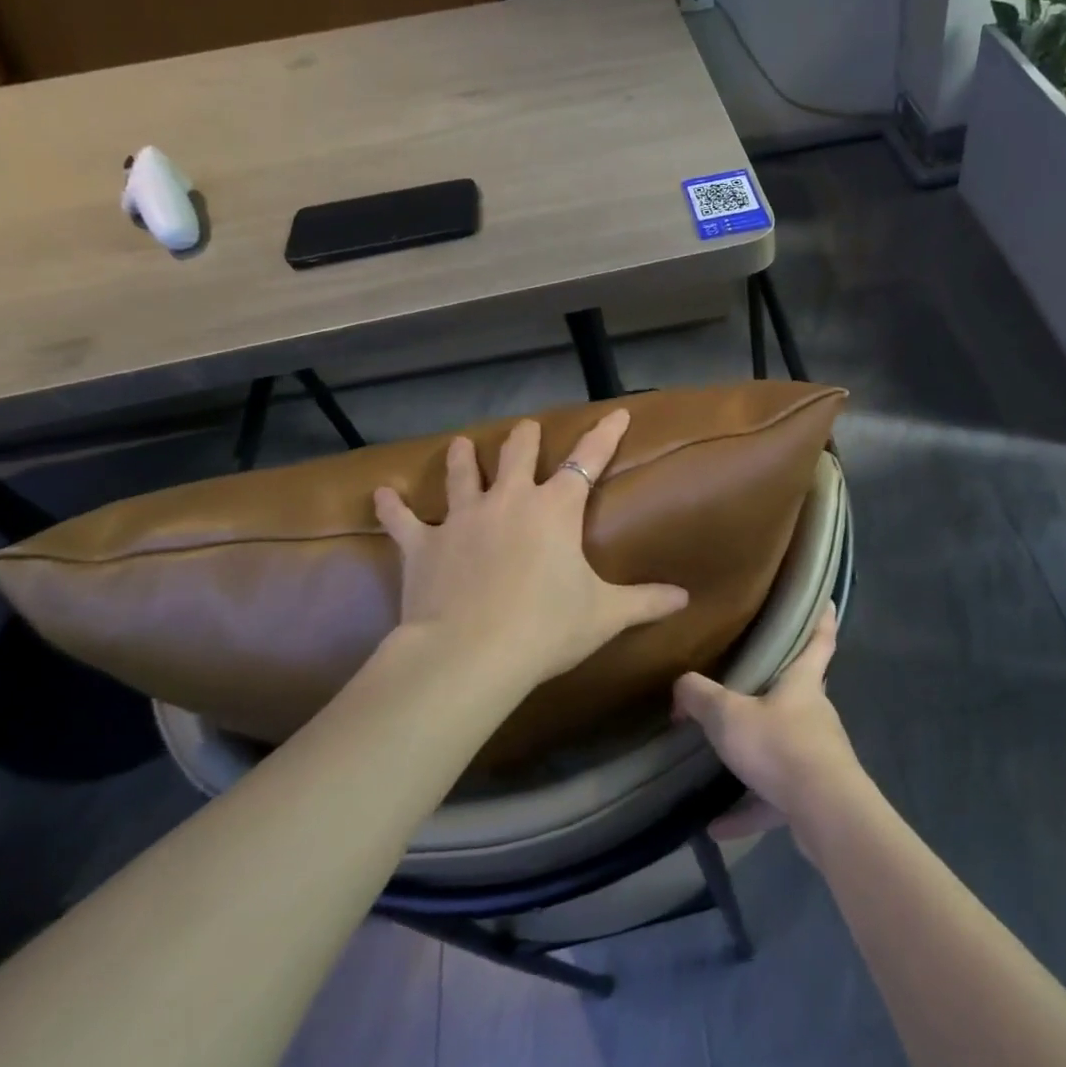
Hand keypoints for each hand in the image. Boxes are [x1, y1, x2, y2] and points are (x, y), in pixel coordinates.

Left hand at [372, 409, 689, 688]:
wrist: (470, 653)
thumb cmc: (546, 628)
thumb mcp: (604, 615)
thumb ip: (646, 601)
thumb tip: (685, 598)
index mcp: (555, 510)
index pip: (588, 460)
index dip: (604, 435)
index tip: (616, 413)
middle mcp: (509, 500)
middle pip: (518, 454)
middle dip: (525, 438)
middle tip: (526, 427)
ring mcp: (462, 518)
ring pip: (462, 474)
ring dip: (464, 457)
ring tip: (463, 444)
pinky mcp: (422, 544)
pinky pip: (402, 520)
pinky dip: (391, 507)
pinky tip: (380, 494)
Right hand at [673, 603, 862, 840]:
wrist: (825, 813)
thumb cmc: (780, 746)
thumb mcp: (729, 716)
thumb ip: (700, 696)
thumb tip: (680, 684)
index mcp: (802, 682)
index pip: (820, 638)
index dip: (822, 616)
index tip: (827, 599)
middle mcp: (814, 713)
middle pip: (801, 690)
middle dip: (780, 685)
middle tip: (751, 678)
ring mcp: (816, 755)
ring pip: (785, 745)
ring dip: (756, 754)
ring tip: (720, 760)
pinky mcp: (812, 795)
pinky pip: (774, 796)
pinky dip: (748, 807)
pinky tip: (716, 823)